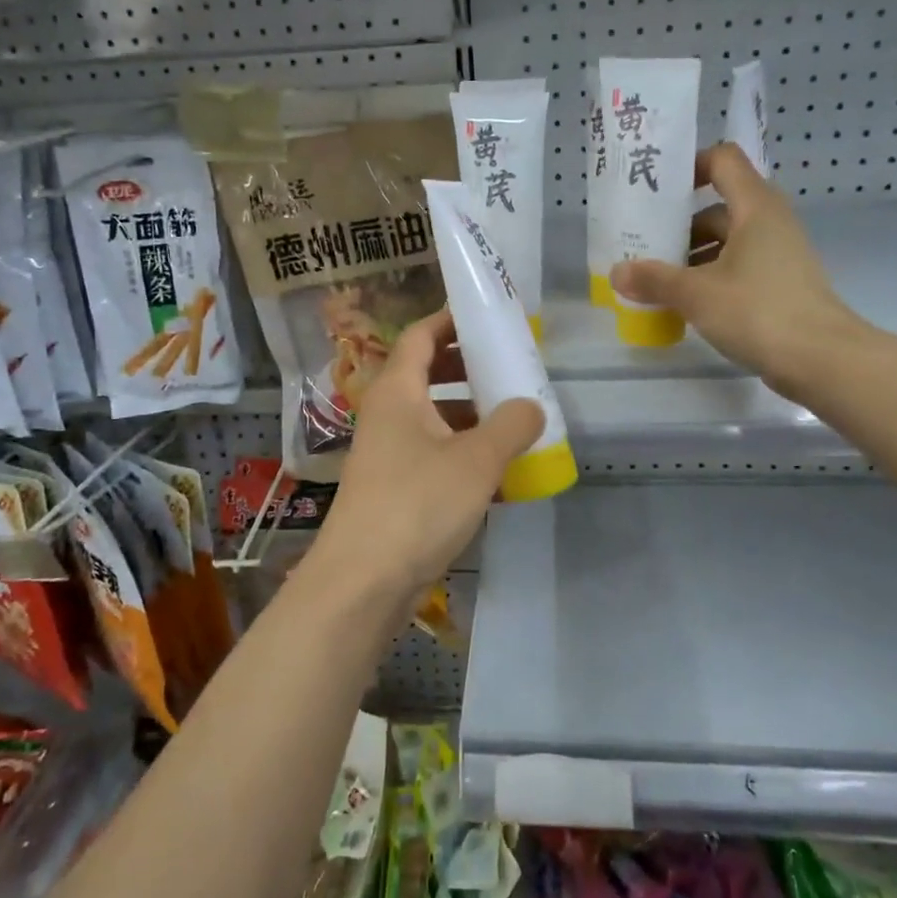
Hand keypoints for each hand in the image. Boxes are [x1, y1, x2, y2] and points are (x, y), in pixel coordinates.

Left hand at [308, 309, 543, 605]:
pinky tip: (499, 473)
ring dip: (471, 415)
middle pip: (428, 375)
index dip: (450, 320)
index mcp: (398, 391)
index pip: (420, 336)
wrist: (364, 581)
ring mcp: (388, 454)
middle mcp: (388, 415)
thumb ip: (512, 425)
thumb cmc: (417, 504)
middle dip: (469, 368)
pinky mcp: (395, 490)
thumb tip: (532, 405)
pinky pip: (434, 456)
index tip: (486, 316)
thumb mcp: (476, 460)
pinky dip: (464, 454)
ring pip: (433, 419)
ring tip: (515, 419)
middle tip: (510, 367)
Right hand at [611, 142, 867, 400]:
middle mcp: (770, 222)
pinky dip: (709, 277)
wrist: (822, 359)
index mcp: (755, 207)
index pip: (723, 160)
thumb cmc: (758, 311)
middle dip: (679, 225)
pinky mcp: (780, 285)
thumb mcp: (696, 294)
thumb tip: (617, 272)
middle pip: (718, 207)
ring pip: (726, 242)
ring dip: (691, 256)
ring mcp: (778, 255)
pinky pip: (737, 268)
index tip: (657, 190)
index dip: (690, 167)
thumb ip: (654, 280)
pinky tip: (683, 302)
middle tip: (642, 243)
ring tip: (654, 278)